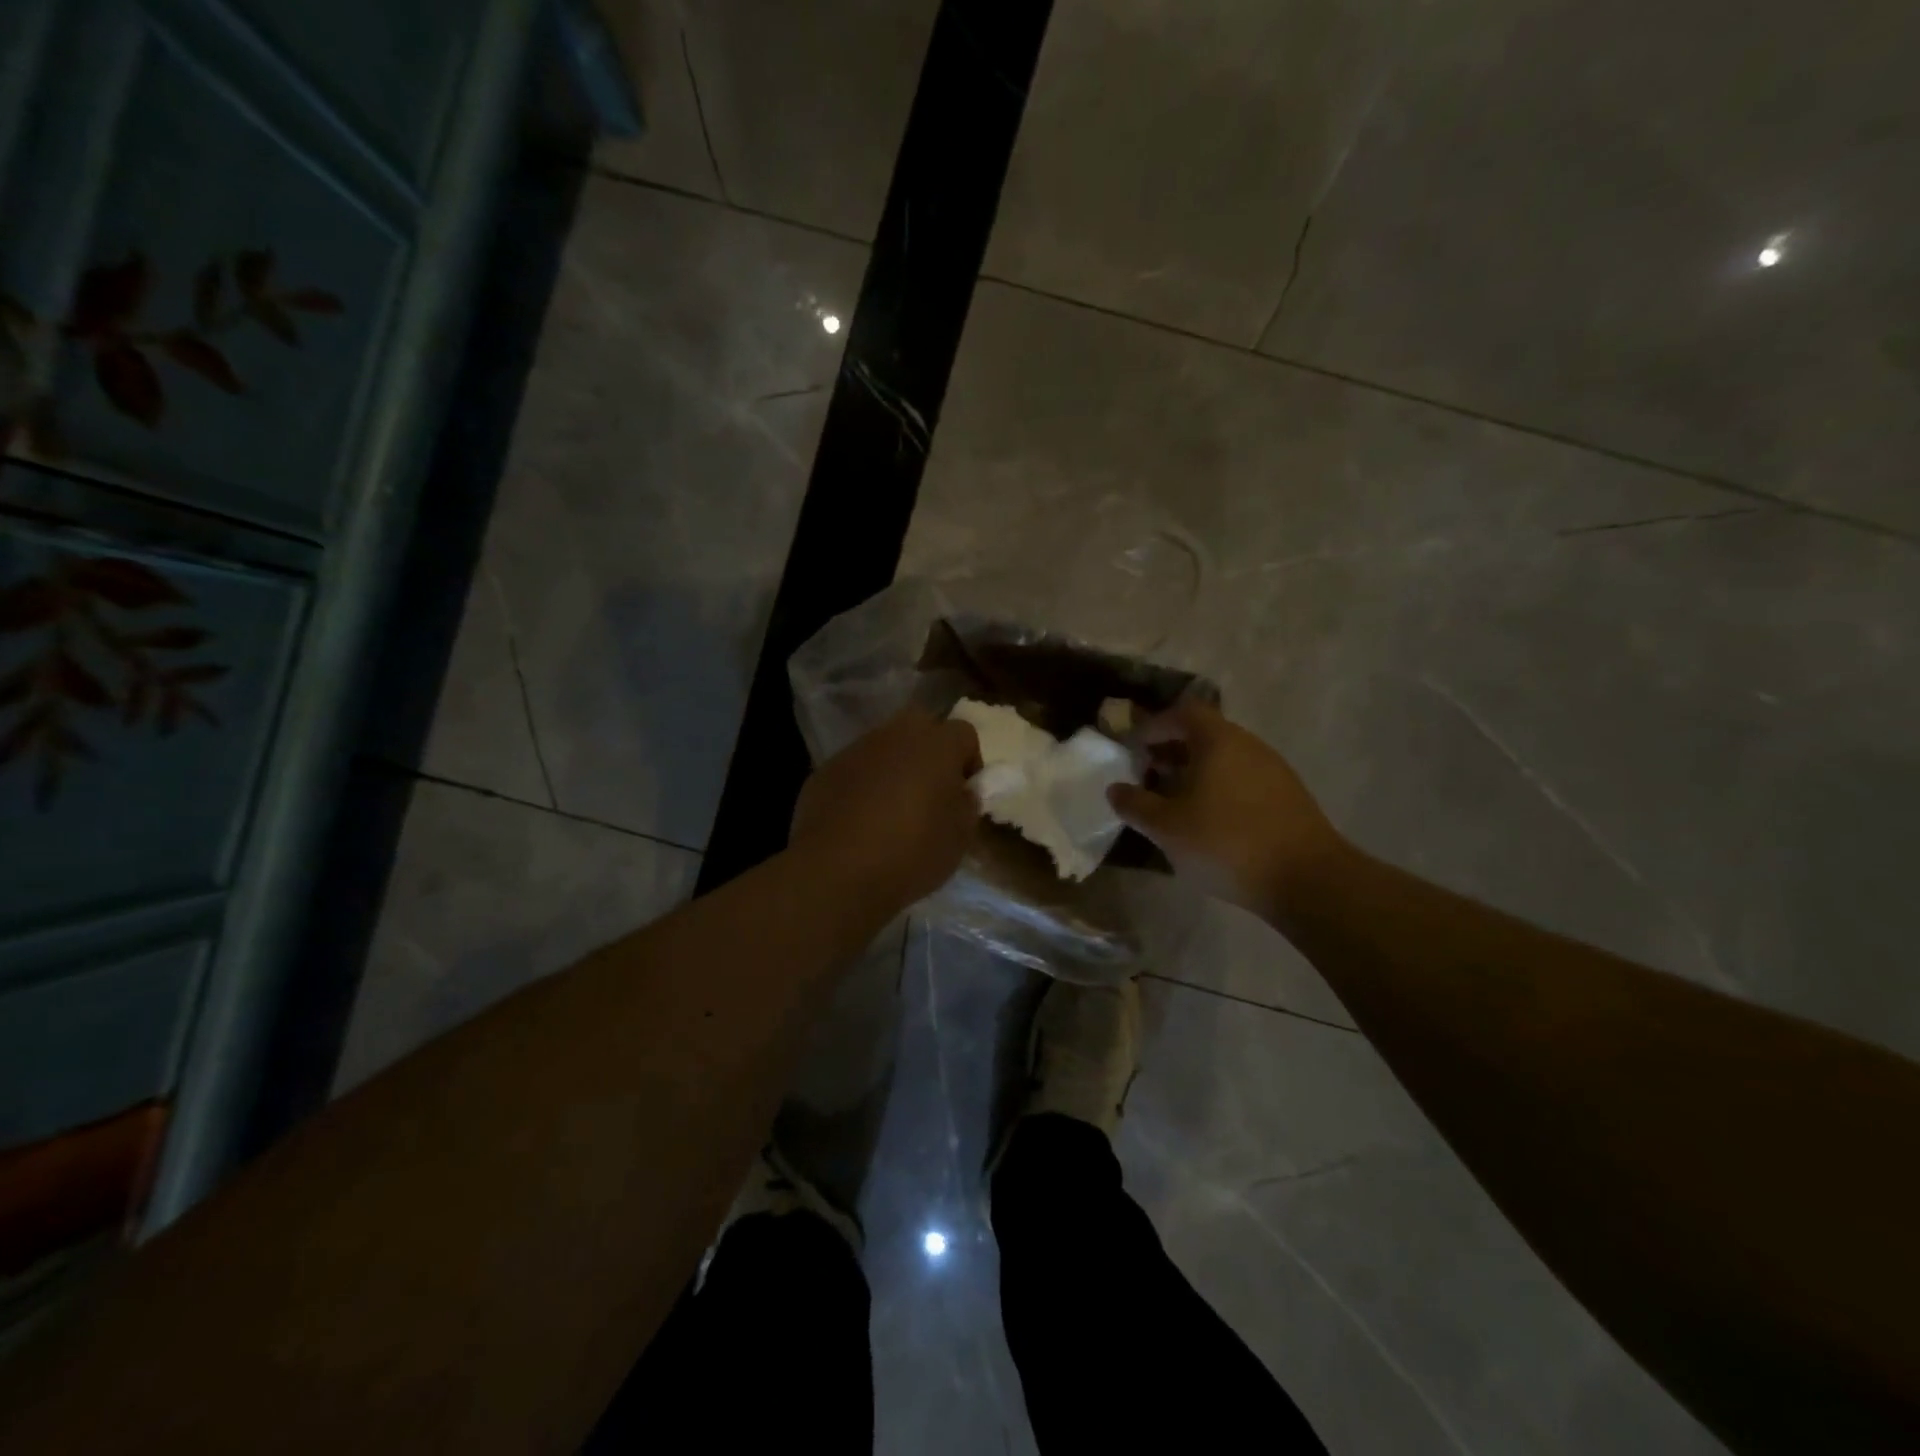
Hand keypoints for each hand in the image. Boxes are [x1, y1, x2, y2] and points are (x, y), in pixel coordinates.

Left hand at [791, 707, 981, 909]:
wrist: (836, 871)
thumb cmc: (911, 853)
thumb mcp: (959, 839)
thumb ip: (967, 806)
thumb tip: (962, 792)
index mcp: (936, 745)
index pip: (964, 733)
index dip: (969, 761)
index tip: (964, 793)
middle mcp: (896, 735)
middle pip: (921, 725)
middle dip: (929, 751)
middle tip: (930, 790)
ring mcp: (857, 749)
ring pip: (885, 745)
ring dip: (894, 766)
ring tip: (892, 808)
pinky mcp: (826, 769)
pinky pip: (855, 768)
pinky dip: (863, 784)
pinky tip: (859, 819)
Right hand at [1108, 701, 1349, 921]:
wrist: (1307, 880)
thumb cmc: (1227, 844)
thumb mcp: (1167, 828)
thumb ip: (1135, 805)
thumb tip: (1115, 789)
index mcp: (1218, 740)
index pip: (1182, 712)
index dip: (1154, 725)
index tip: (1133, 749)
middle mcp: (1248, 745)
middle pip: (1204, 734)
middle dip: (1171, 751)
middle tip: (1147, 777)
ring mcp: (1273, 769)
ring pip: (1224, 758)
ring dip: (1194, 773)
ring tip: (1174, 803)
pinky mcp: (1287, 796)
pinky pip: (1242, 779)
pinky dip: (1218, 789)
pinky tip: (1209, 822)